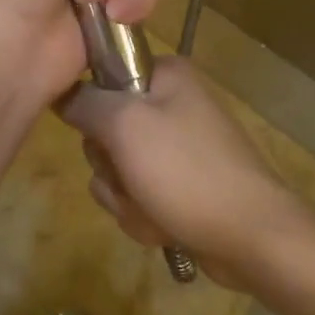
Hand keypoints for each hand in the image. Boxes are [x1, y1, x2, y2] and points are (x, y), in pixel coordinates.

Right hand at [60, 59, 313, 287]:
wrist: (253, 238)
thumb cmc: (187, 171)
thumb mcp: (125, 126)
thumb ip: (84, 103)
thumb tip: (61, 92)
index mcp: (165, 75)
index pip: (103, 76)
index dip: (93, 109)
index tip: (99, 133)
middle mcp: (172, 103)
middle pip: (106, 130)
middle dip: (111, 167)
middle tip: (130, 178)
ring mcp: (178, 147)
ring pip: (118, 169)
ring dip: (125, 197)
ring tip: (153, 209)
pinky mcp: (182, 185)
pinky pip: (139, 195)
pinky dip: (144, 215)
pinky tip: (164, 227)